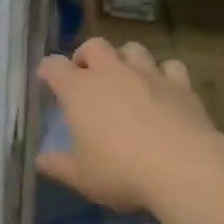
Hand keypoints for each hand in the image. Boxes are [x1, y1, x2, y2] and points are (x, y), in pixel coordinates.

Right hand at [36, 38, 219, 212]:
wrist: (184, 168)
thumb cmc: (121, 172)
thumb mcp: (81, 177)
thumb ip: (57, 166)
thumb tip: (40, 160)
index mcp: (79, 90)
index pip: (53, 66)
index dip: (47, 71)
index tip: (46, 80)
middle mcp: (111, 73)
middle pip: (94, 46)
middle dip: (86, 56)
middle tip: (86, 76)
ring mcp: (148, 75)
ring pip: (133, 49)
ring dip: (124, 59)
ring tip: (124, 78)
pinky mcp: (181, 85)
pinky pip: (170, 66)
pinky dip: (163, 74)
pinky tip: (163, 89)